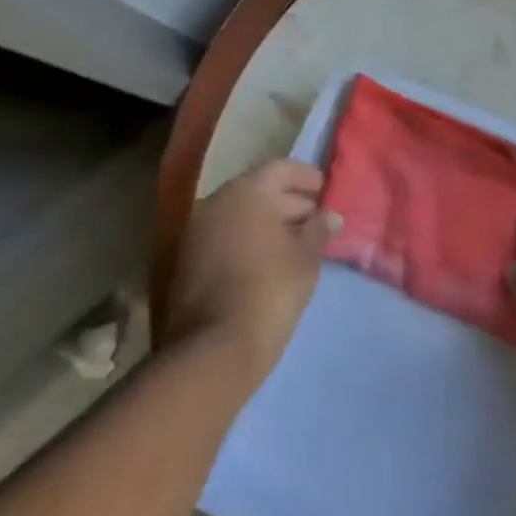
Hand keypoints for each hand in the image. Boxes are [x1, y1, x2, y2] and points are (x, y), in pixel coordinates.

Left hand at [163, 160, 339, 391]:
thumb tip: (330, 216)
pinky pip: (224, 238)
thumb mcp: (306, 257)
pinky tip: (271, 261)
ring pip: (238, 216)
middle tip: (317, 221)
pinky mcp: (186, 262)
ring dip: (268, 224)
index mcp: (245, 193)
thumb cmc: (271, 288)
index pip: (280, 169)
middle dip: (289, 203)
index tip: (326, 191)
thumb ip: (318, 230)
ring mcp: (194, 233)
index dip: (306, 177)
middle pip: (257, 191)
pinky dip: (248, 241)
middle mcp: (214, 204)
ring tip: (298, 244)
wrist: (216, 345)